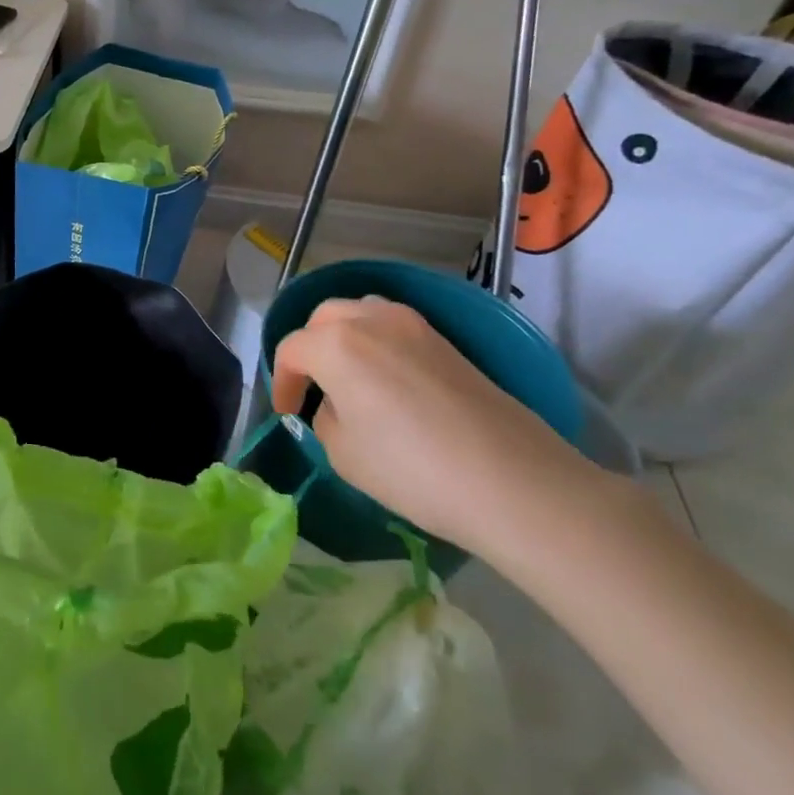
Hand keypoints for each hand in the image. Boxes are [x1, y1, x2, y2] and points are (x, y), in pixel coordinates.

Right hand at [270, 298, 605, 555]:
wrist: (513, 482)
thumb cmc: (412, 469)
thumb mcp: (342, 453)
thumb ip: (326, 417)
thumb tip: (337, 404)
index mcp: (336, 344)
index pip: (291, 350)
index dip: (281, 381)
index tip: (287, 413)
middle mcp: (371, 320)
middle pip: (324, 319)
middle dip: (309, 347)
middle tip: (311, 386)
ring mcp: (415, 326)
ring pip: (362, 312)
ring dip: (344, 337)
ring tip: (347, 376)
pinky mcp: (448, 343)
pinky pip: (394, 328)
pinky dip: (377, 344)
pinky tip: (386, 382)